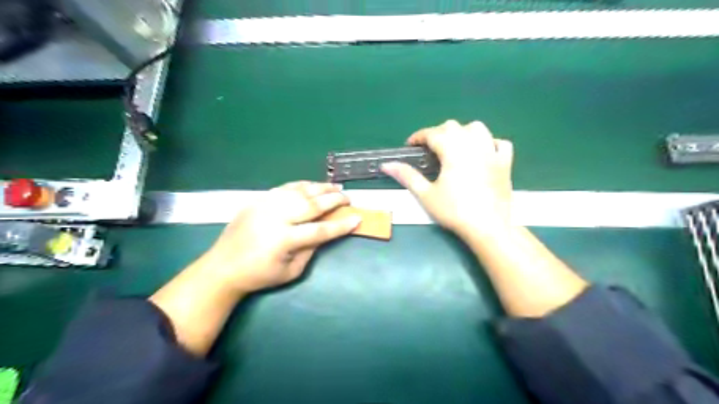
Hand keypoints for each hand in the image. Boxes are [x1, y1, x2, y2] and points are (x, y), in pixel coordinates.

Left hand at [200, 182, 359, 292]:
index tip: (357, 218)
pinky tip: (312, 186)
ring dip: (320, 188)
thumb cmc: (260, 275)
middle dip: (334, 199)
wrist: (223, 266)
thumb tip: (326, 232)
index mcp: (284, 240)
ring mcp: (266, 205)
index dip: (340, 225)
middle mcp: (276, 217)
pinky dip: (302, 185)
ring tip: (335, 187)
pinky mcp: (258, 199)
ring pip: (299, 191)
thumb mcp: (291, 271)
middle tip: (348, 198)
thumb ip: (311, 250)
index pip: (320, 230)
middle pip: (311, 204)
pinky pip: (285, 188)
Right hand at [381, 121, 510, 239]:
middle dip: (438, 133)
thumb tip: (386, 165)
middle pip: (453, 127)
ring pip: (477, 128)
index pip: (432, 133)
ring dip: (463, 132)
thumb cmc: (454, 211)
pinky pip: (500, 143)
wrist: (487, 227)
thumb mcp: (426, 194)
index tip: (410, 146)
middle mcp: (473, 145)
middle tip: (429, 151)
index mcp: (453, 150)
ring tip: (455, 147)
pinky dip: (490, 143)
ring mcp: (492, 152)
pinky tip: (483, 153)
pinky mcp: (505, 163)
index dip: (418, 137)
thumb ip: (407, 176)